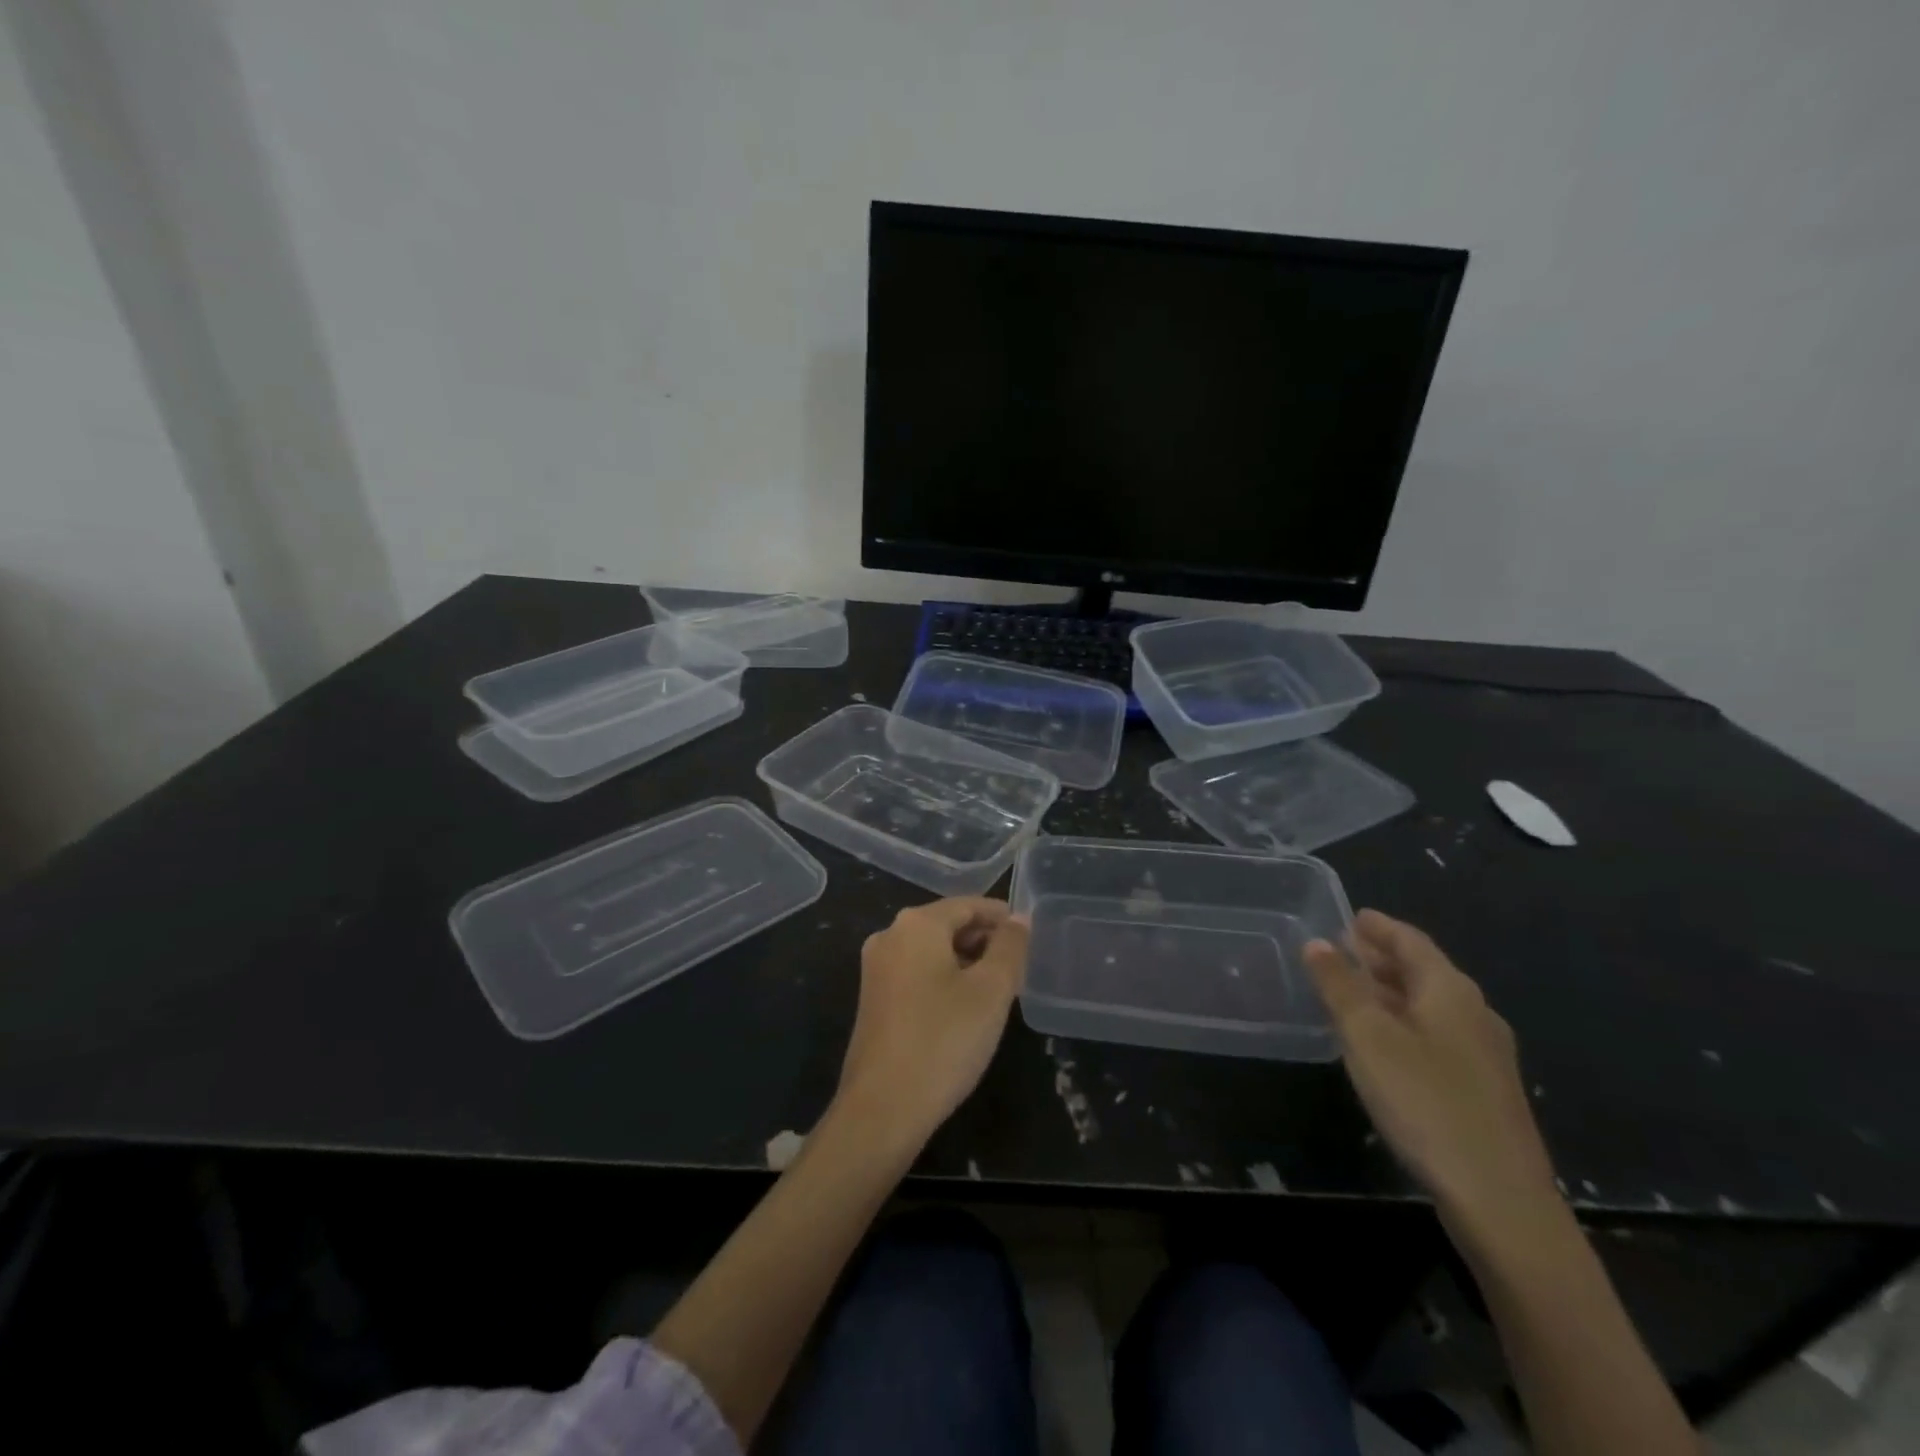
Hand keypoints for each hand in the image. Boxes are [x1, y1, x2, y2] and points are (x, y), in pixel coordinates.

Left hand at [837, 897, 1030, 1148]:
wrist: (882, 1108)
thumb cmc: (943, 1040)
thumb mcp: (991, 990)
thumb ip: (1009, 947)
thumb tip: (1018, 919)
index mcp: (915, 925)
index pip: (967, 904)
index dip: (1000, 915)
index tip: (1028, 934)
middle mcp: (890, 936)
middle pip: (947, 924)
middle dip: (984, 939)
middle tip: (1018, 964)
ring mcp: (877, 969)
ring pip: (932, 951)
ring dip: (966, 961)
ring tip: (999, 987)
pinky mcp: (873, 1000)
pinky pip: (917, 973)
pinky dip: (944, 979)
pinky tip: (966, 1007)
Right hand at [1306, 911, 1557, 1231]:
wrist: (1500, 1200)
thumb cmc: (1425, 1102)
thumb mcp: (1367, 1037)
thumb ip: (1340, 986)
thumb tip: (1318, 943)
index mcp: (1450, 991)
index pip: (1411, 941)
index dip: (1379, 927)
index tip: (1352, 916)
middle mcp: (1474, 1014)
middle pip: (1425, 971)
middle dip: (1384, 957)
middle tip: (1345, 948)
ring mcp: (1486, 1055)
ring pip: (1431, 1005)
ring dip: (1393, 991)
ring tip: (1357, 990)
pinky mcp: (1485, 1090)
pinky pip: (1438, 1034)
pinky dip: (1406, 1021)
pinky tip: (1386, 1042)